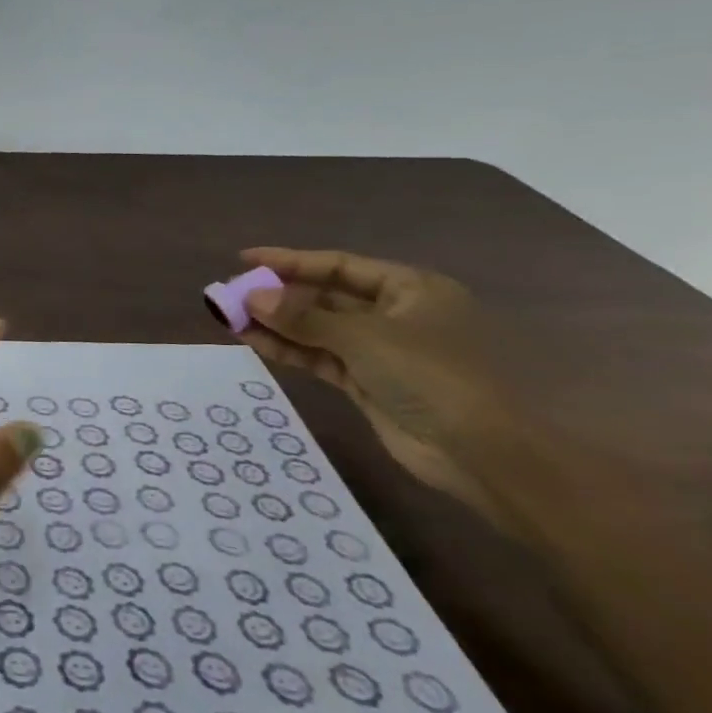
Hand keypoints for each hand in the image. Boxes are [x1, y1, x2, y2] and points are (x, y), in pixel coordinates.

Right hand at [233, 248, 515, 519]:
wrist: (482, 453)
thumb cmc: (432, 376)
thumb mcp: (364, 338)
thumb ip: (302, 316)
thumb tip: (250, 296)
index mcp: (411, 289)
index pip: (340, 265)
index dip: (290, 261)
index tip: (244, 259)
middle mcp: (397, 314)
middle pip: (326, 296)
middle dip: (278, 295)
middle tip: (230, 293)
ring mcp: (382, 351)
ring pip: (318, 328)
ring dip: (276, 323)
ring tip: (229, 317)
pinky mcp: (368, 382)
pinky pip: (320, 356)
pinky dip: (288, 348)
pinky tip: (253, 341)